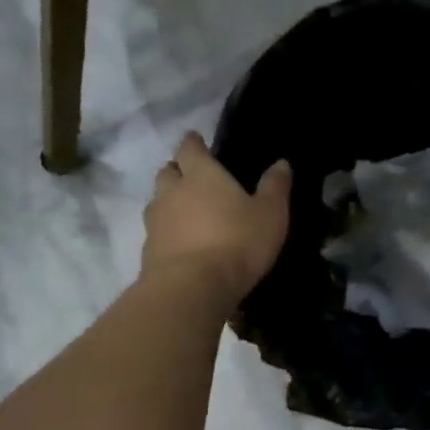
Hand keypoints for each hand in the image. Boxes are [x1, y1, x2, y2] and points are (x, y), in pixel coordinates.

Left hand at [142, 132, 291, 308]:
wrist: (192, 287)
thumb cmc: (237, 242)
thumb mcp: (270, 214)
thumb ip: (275, 187)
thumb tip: (282, 163)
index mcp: (201, 174)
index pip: (190, 147)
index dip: (194, 143)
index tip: (197, 141)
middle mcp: (171, 191)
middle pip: (168, 171)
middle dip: (178, 170)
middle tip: (192, 178)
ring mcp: (155, 221)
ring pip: (158, 201)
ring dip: (169, 202)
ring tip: (186, 213)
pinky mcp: (148, 250)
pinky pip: (156, 232)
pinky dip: (167, 232)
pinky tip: (181, 244)